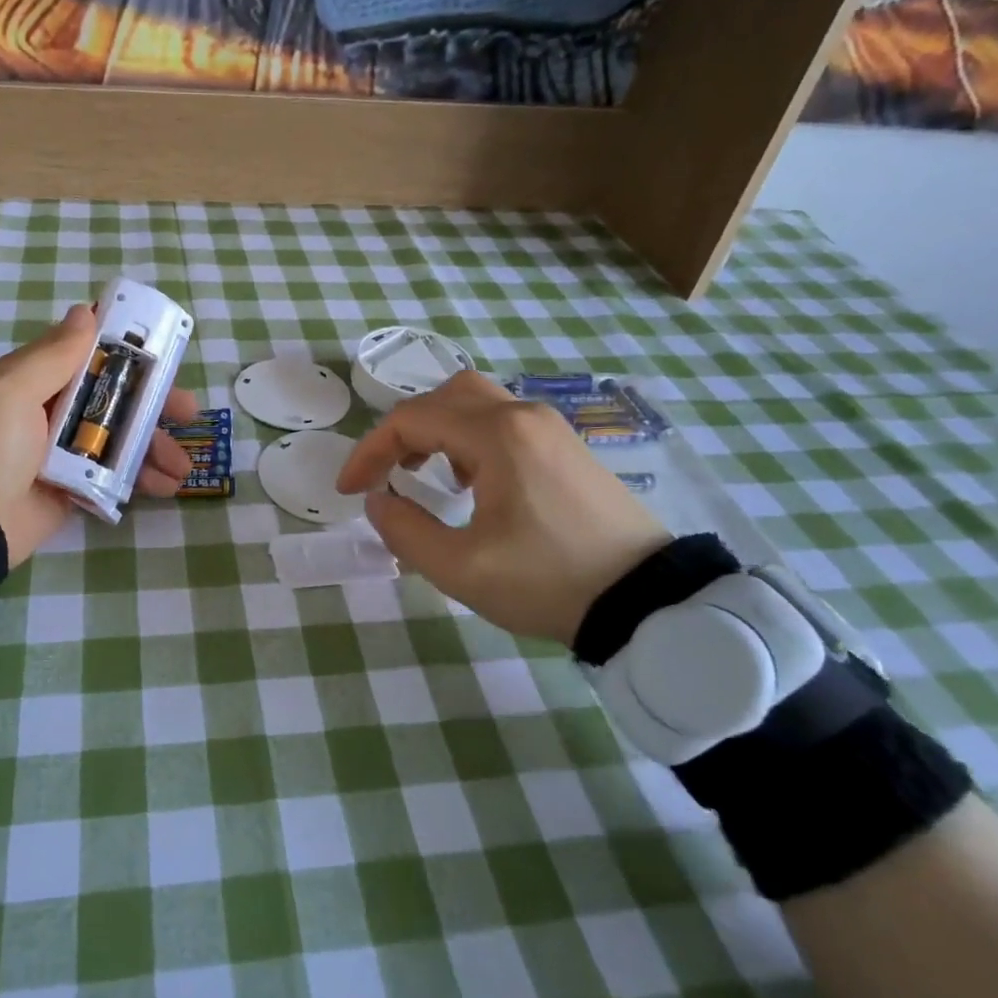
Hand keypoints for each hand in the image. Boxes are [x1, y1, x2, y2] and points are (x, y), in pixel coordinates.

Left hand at [0, 305, 197, 564]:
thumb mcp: (11, 391)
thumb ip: (52, 354)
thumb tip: (84, 311)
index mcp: (33, 380)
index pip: (88, 356)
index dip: (127, 353)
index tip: (164, 355)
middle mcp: (51, 411)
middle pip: (114, 398)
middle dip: (154, 404)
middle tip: (189, 411)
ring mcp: (64, 451)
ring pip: (121, 438)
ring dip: (156, 446)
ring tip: (183, 465)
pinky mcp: (74, 485)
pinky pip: (116, 474)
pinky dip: (142, 478)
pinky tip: (167, 485)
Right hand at [336, 371, 671, 645]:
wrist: (648, 601)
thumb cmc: (549, 581)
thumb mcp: (462, 569)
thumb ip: (404, 532)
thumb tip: (379, 501)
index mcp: (497, 436)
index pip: (411, 419)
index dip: (369, 451)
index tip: (349, 491)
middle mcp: (524, 416)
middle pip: (445, 396)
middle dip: (403, 431)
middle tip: (387, 473)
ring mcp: (551, 428)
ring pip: (477, 404)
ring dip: (437, 430)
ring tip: (423, 475)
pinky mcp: (567, 448)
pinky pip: (505, 422)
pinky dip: (470, 438)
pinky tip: (472, 482)